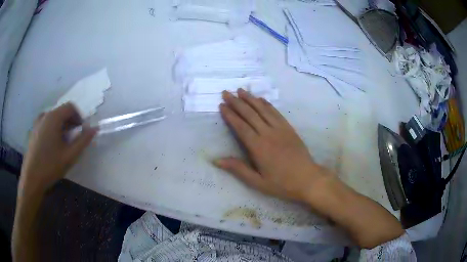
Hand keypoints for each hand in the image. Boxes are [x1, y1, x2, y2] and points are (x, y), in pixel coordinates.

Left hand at [20, 103, 96, 193]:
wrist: (31, 178)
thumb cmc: (50, 166)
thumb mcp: (70, 155)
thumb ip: (83, 141)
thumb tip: (94, 129)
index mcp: (53, 117)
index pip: (70, 107)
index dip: (79, 117)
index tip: (82, 131)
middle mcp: (45, 115)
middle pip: (61, 112)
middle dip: (70, 123)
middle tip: (73, 139)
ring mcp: (37, 122)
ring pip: (54, 118)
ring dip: (62, 126)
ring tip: (63, 144)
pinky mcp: (33, 130)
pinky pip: (46, 123)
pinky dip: (53, 129)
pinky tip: (53, 146)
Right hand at [214, 88, 329, 201]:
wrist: (308, 179)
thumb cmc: (281, 183)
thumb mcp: (257, 182)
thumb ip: (238, 169)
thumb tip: (216, 160)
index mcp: (258, 147)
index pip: (241, 127)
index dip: (230, 115)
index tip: (222, 105)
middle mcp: (268, 134)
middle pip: (250, 114)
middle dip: (237, 102)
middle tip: (226, 93)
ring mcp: (280, 129)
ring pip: (263, 110)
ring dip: (251, 99)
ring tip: (240, 90)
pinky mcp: (289, 128)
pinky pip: (276, 113)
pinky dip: (267, 104)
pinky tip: (261, 99)